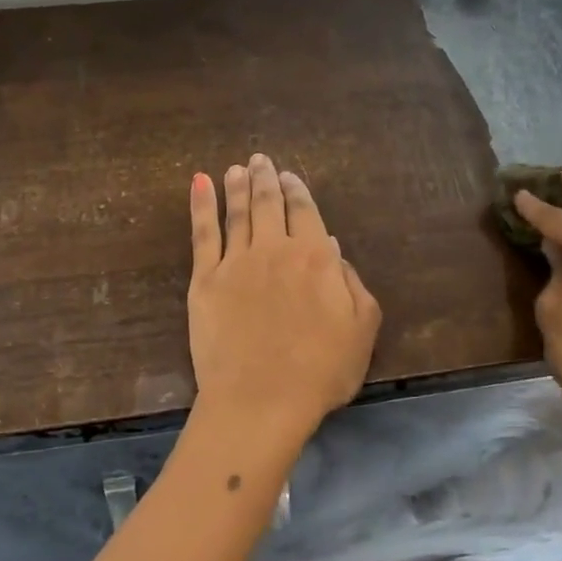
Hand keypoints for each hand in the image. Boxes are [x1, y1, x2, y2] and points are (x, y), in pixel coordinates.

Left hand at [188, 154, 381, 446]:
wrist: (261, 400)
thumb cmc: (320, 371)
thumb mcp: (362, 330)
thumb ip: (352, 284)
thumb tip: (332, 249)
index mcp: (316, 258)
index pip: (306, 213)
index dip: (298, 191)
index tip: (290, 176)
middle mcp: (275, 250)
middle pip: (269, 205)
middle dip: (266, 179)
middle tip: (260, 160)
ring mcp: (236, 263)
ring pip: (237, 213)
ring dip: (237, 186)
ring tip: (236, 168)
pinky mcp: (204, 280)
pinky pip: (202, 234)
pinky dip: (201, 205)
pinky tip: (199, 184)